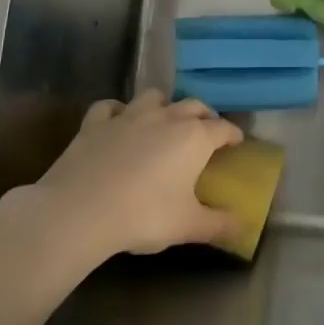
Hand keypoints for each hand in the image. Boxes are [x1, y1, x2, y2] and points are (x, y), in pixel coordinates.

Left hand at [27, 91, 243, 259]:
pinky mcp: (96, 123)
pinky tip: (118, 122)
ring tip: (164, 121)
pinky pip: (110, 106)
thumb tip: (244, 227)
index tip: (236, 143)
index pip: (223, 128)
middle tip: (206, 132)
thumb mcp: (188, 226)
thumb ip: (219, 225)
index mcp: (194, 138)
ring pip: (154, 97)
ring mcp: (129, 116)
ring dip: (164, 105)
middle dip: (204, 115)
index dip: (233, 135)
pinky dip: (118, 111)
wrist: (79, 211)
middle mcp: (166, 117)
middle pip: (193, 105)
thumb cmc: (143, 216)